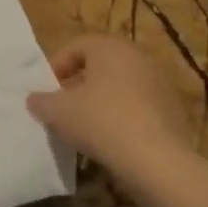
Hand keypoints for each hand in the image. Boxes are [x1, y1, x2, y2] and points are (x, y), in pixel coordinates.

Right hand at [27, 36, 207, 202]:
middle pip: (100, 65)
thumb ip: (42, 101)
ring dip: (101, 100)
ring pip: (120, 86)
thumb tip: (34, 99)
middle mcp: (137, 56)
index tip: (47, 91)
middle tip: (64, 107)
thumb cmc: (101, 122)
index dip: (56, 66)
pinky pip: (138, 105)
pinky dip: (123, 116)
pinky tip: (112, 139)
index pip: (76, 46)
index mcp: (109, 47)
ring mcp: (159, 82)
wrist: (156, 160)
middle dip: (79, 84)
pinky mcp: (173, 108)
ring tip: (86, 126)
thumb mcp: (58, 112)